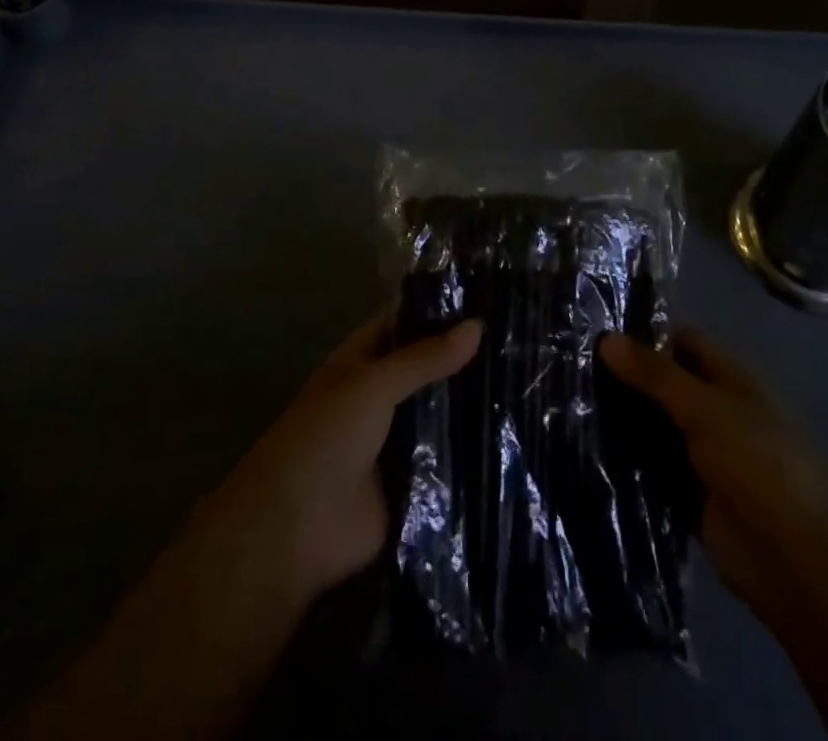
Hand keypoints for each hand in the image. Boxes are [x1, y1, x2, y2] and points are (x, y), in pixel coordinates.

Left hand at [12, 313, 482, 740]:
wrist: (296, 532)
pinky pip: (448, 460)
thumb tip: (478, 325)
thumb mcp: (372, 385)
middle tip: (522, 340)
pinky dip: (473, 450)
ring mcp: (398, 440)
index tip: (491, 296)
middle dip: (465, 358)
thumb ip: (423, 358)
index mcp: (362, 362)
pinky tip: (517, 436)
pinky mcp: (414, 483)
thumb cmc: (324, 439)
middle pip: (428, 369)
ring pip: (441, 413)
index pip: (405, 323)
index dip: (441, 309)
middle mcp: (381, 395)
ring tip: (531, 381)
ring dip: (473, 404)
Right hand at [599, 327, 827, 622]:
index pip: (684, 341)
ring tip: (572, 405)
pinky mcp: (692, 494)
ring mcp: (706, 454)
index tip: (598, 334)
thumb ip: (655, 374)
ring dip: (625, 420)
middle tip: (575, 370)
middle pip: (667, 384)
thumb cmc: (758, 466)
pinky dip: (629, 461)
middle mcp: (719, 411)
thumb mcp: (705, 409)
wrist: (793, 563)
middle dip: (628, 379)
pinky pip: (654, 468)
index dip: (646, 334)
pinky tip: (589, 450)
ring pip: (657, 426)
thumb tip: (606, 338)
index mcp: (734, 380)